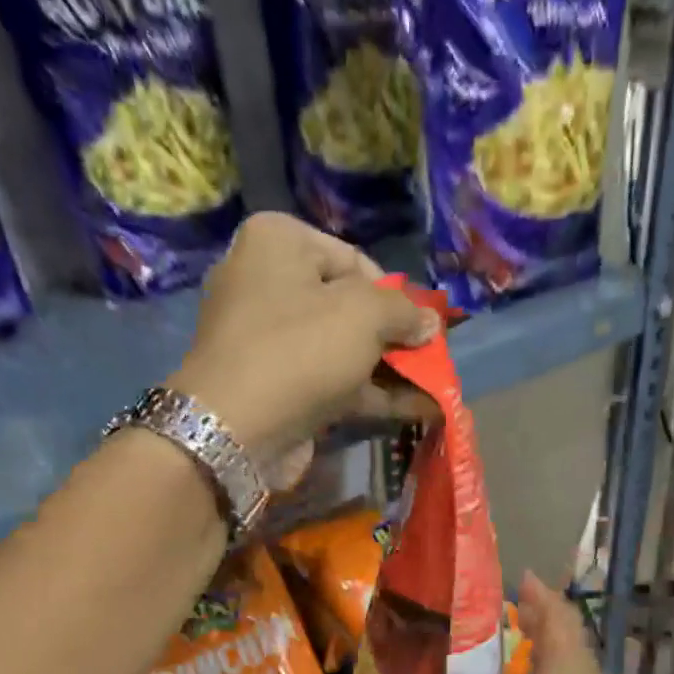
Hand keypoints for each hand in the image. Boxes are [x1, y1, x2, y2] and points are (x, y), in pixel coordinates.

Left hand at [171, 213, 439, 482]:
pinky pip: (334, 384)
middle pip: (349, 307)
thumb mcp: (363, 314)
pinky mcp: (278, 390)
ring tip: (437, 386)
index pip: (353, 259)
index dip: (394, 293)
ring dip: (391, 370)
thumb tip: (430, 321)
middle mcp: (268, 285)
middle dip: (394, 336)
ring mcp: (271, 343)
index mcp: (277, 243)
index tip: (421, 324)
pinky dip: (373, 395)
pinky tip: (419, 409)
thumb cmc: (299, 350)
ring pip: (344, 351)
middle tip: (432, 357)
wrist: (236, 430)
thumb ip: (403, 311)